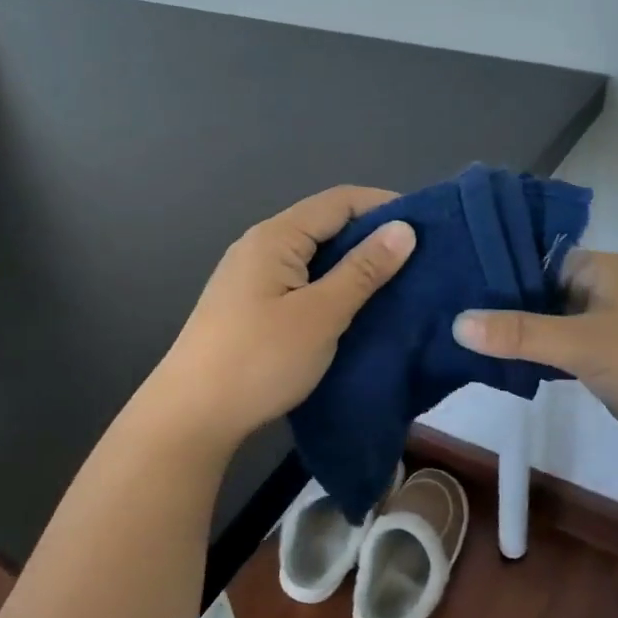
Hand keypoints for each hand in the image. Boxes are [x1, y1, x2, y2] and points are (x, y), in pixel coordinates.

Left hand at [146, 186, 416, 447]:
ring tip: (395, 283)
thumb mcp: (321, 314)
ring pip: (313, 255)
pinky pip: (300, 280)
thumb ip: (363, 270)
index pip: (339, 201)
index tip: (426, 228)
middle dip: (371, 236)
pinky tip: (354, 307)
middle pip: (324, 224)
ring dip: (353, 264)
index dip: (383, 206)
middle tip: (418, 260)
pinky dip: (331, 286)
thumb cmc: (260, 359)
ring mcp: (251, 276)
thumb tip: (403, 229)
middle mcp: (260, 246)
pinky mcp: (250, 305)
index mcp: (275, 237)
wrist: (191, 416)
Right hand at [454, 252, 617, 467]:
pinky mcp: (599, 360)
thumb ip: (521, 333)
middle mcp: (595, 290)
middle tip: (438, 308)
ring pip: (541, 323)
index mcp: (596, 268)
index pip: (530, 255)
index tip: (446, 276)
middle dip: (493, 302)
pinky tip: (489, 362)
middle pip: (532, 290)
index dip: (490, 265)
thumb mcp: (583, 343)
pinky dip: (528, 355)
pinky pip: (553, 350)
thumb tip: (458, 322)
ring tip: (451, 334)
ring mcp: (597, 326)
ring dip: (509, 332)